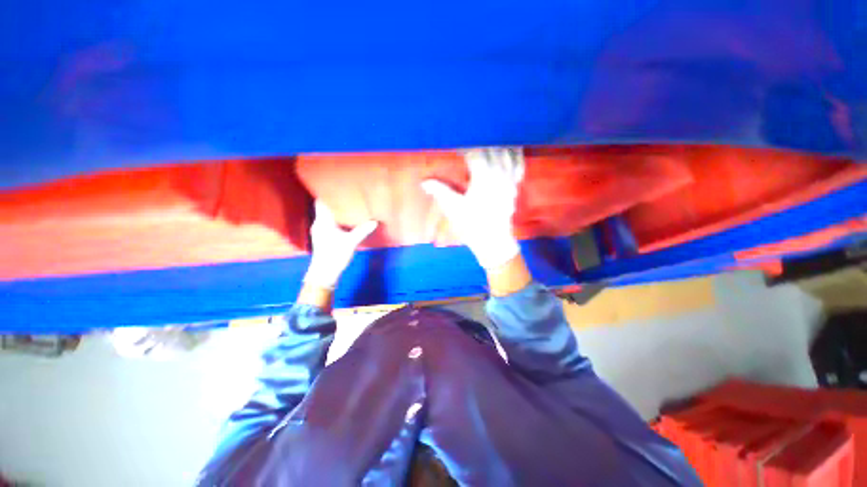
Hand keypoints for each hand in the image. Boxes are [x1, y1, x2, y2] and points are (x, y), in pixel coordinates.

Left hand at [304, 200, 377, 288]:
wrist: (324, 273)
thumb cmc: (334, 255)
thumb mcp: (350, 242)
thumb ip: (362, 231)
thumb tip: (375, 222)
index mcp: (323, 221)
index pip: (321, 202)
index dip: (328, 193)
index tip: (338, 187)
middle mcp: (319, 223)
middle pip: (324, 207)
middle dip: (335, 201)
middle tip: (347, 195)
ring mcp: (320, 230)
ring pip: (327, 215)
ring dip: (336, 211)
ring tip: (348, 206)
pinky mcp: (323, 237)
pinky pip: (329, 222)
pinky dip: (336, 219)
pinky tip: (345, 221)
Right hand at [422, 147, 524, 268]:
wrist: (493, 241)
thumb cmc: (472, 225)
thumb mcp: (453, 207)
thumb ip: (439, 190)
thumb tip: (423, 182)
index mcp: (483, 176)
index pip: (474, 152)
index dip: (463, 147)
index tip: (455, 147)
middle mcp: (500, 174)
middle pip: (492, 148)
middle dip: (480, 143)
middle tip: (469, 145)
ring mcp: (510, 180)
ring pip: (509, 153)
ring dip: (498, 146)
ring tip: (487, 144)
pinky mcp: (515, 187)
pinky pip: (519, 165)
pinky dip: (513, 157)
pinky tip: (506, 157)